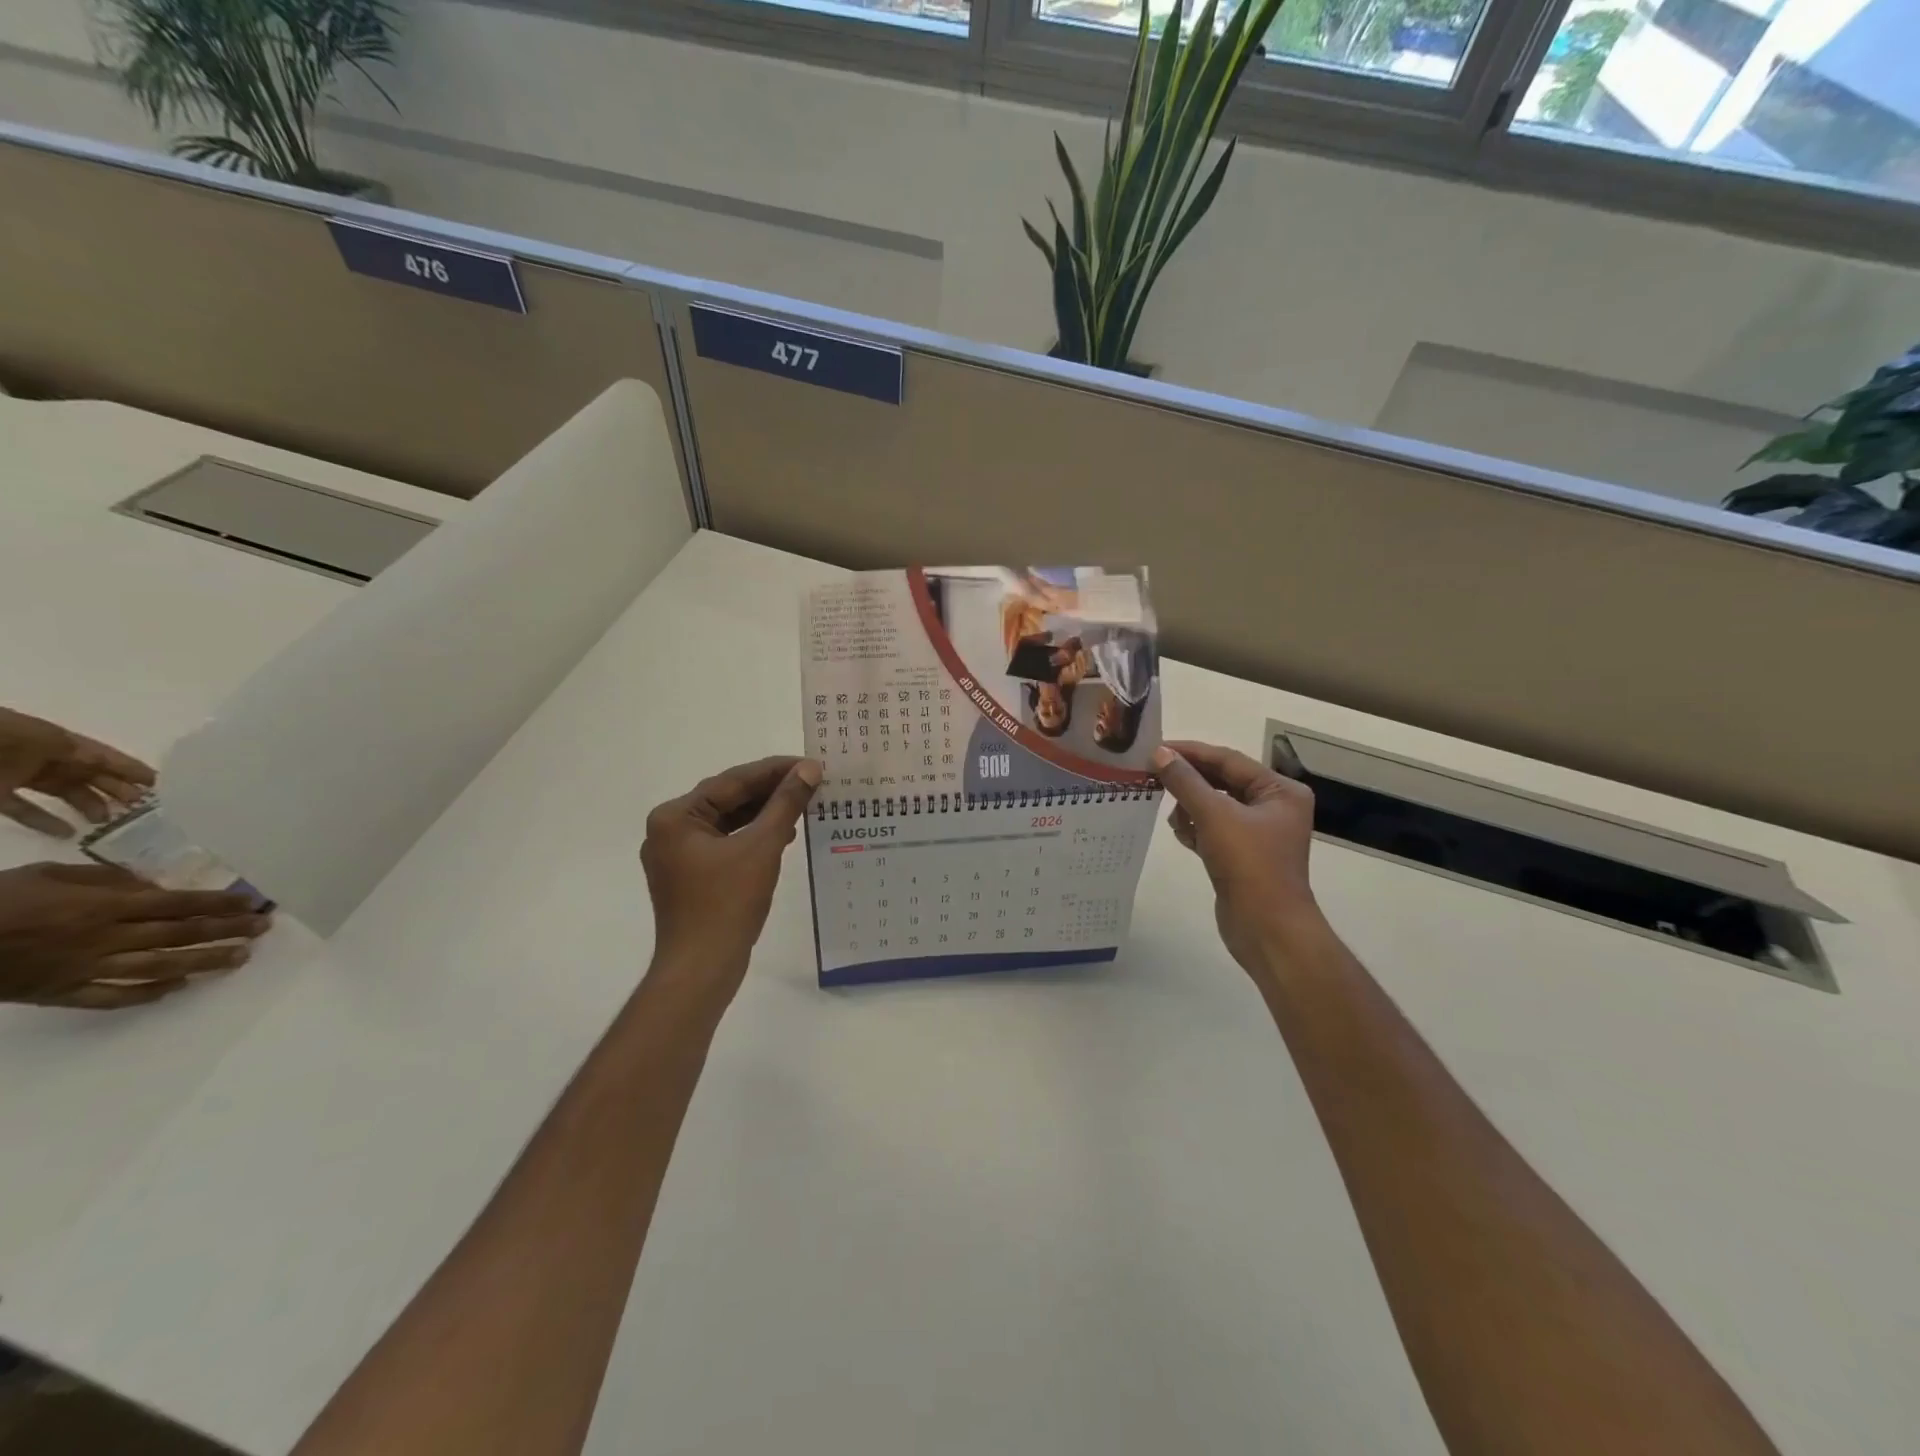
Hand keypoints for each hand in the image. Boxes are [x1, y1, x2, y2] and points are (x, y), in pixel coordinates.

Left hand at [0, 707, 154, 837]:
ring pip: (63, 791)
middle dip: (116, 789)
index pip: (103, 756)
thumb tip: (115, 768)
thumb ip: (74, 754)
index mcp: (55, 741)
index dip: (131, 768)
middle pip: (88, 774)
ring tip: (112, 822)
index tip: (161, 784)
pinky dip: (46, 820)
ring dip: (88, 805)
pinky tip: (68, 833)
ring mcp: (15, 775)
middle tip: (144, 808)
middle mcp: (41, 757)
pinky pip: (25, 808)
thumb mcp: (39, 740)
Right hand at [0, 862, 270, 1009]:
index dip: (219, 904)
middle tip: (264, 929)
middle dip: (226, 930)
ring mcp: (82, 969)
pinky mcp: (59, 994)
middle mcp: (102, 938)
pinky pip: (112, 997)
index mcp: (101, 906)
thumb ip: (107, 880)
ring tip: (241, 957)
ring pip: (158, 967)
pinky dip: (148, 993)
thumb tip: (154, 885)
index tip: (253, 903)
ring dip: (204, 962)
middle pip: (178, 934)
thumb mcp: (51, 875)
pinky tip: (179, 987)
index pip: (177, 904)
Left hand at [639, 757, 821, 990]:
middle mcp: (669, 830)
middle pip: (727, 799)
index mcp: (676, 817)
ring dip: (765, 813)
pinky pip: (726, 843)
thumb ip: (786, 804)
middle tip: (812, 781)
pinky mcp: (690, 875)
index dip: (774, 770)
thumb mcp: (762, 847)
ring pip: (728, 821)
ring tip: (804, 804)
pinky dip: (753, 836)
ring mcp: (677, 855)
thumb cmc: (727, 904)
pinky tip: (784, 834)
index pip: (731, 781)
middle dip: (771, 791)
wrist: (701, 969)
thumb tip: (809, 769)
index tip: (810, 763)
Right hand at [1153, 740, 1319, 973]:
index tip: (1155, 748)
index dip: (1191, 752)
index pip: (1228, 759)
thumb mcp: (1215, 816)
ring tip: (1175, 819)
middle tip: (1151, 775)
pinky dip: (1195, 828)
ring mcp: (1257, 832)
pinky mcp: (1241, 854)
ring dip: (1190, 807)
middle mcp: (1272, 806)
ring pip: (1213, 805)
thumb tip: (1159, 753)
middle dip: (1188, 782)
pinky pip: (1212, 828)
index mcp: (1279, 790)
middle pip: (1220, 781)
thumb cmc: (1249, 865)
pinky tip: (1182, 835)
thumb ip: (1185, 782)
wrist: (1268, 929)